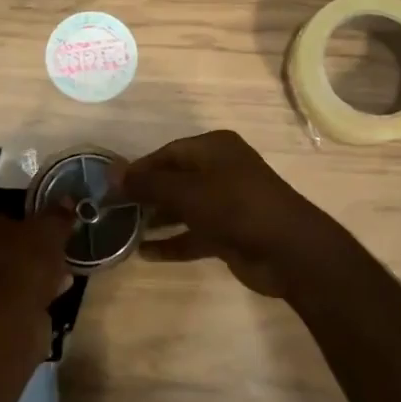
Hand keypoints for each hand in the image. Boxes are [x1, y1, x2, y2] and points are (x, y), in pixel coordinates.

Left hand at [0, 207, 73, 312]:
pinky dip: (35, 291)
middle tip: (55, 245)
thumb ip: (56, 215)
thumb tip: (66, 201)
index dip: (20, 216)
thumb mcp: (47, 229)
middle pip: (2, 244)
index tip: (42, 221)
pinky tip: (60, 289)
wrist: (9, 319)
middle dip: (29, 246)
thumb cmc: (21, 261)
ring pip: (10, 271)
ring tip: (63, 267)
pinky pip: (16, 294)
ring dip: (35, 270)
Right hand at [119, 131, 336, 297]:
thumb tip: (112, 175)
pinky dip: (173, 241)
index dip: (140, 169)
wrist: (289, 251)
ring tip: (124, 230)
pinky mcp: (230, 233)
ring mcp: (227, 203)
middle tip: (114, 210)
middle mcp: (221, 170)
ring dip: (157, 218)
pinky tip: (146, 253)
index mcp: (214, 148)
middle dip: (146, 194)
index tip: (111, 186)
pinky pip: (194, 233)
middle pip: (175, 179)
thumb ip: (149, 184)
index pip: (168, 153)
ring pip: (184, 207)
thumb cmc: (235, 207)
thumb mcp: (187, 192)